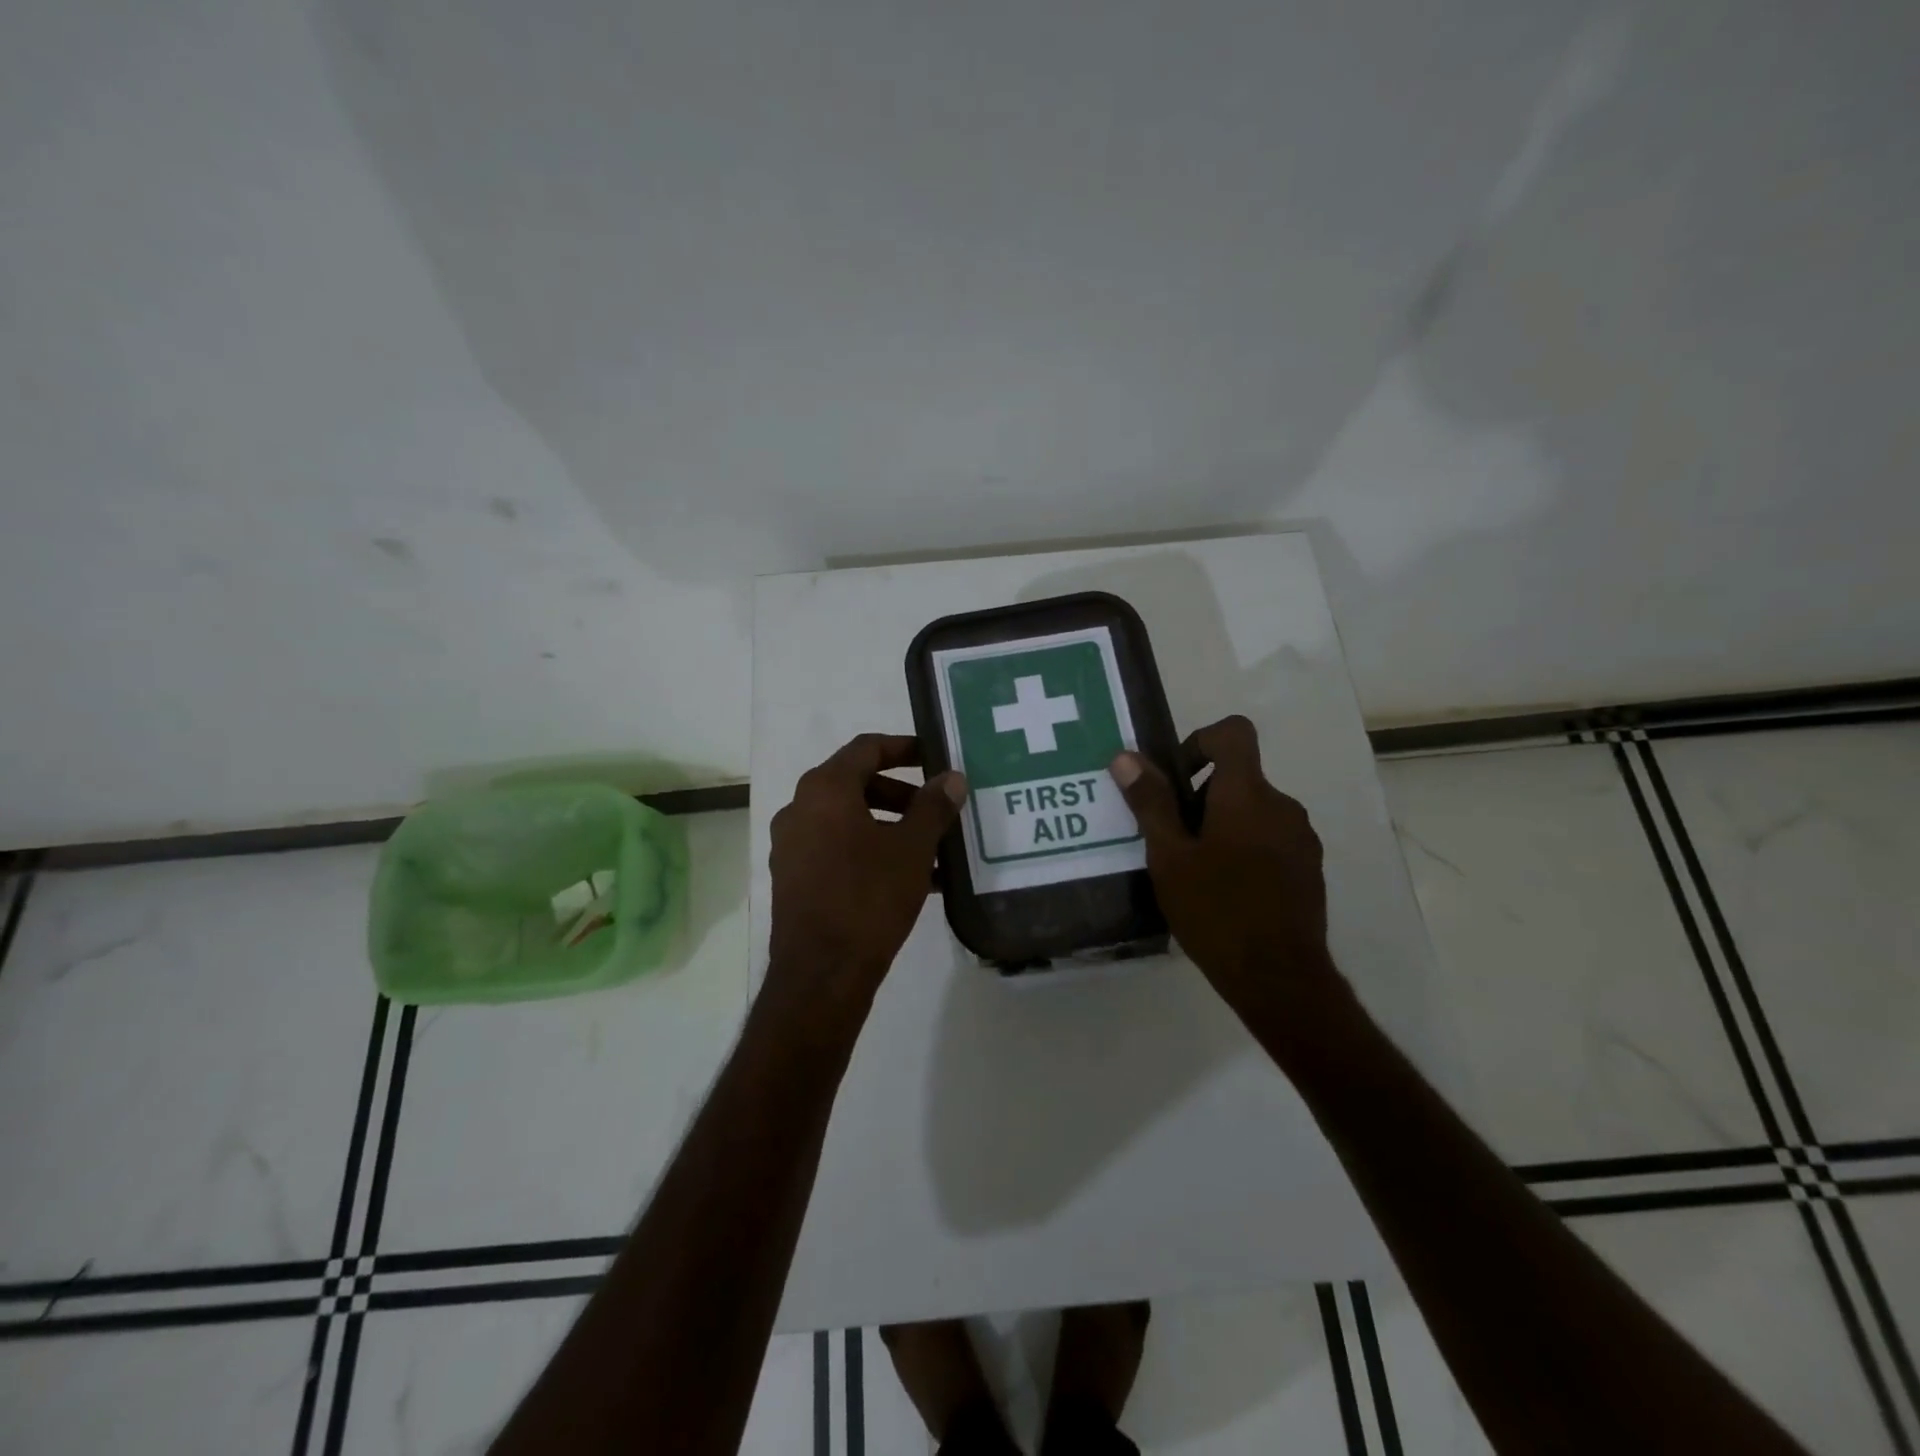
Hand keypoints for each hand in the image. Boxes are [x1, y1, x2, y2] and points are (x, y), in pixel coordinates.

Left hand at [766, 734, 967, 1015]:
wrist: (821, 974)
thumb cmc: (868, 897)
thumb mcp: (912, 848)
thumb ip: (933, 806)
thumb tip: (951, 778)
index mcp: (824, 790)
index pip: (866, 748)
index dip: (903, 747)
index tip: (934, 756)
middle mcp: (800, 809)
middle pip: (856, 784)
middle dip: (901, 794)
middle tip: (936, 809)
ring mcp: (792, 846)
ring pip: (848, 821)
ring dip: (890, 827)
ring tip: (931, 851)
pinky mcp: (794, 879)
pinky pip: (837, 850)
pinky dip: (870, 852)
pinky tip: (909, 880)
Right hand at [1110, 715, 1332, 1001]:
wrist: (1279, 979)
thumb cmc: (1216, 911)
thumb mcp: (1169, 857)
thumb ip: (1150, 803)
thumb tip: (1125, 757)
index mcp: (1247, 794)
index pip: (1233, 733)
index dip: (1200, 740)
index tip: (1175, 779)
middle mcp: (1282, 806)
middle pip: (1237, 777)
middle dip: (1199, 796)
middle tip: (1170, 840)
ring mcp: (1300, 838)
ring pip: (1253, 810)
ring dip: (1221, 825)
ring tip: (1192, 871)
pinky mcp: (1308, 868)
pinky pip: (1269, 838)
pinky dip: (1244, 848)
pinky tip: (1222, 892)